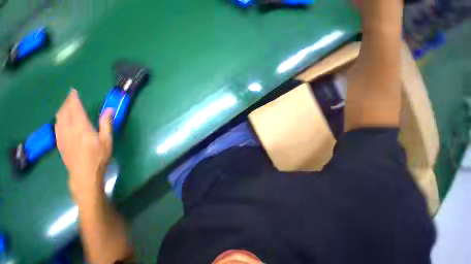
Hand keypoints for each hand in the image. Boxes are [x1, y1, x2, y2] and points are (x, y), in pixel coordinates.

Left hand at [55, 89, 113, 203]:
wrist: (84, 174)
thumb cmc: (99, 157)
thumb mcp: (107, 140)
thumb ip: (106, 124)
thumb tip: (109, 109)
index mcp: (81, 127)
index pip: (75, 109)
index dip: (74, 99)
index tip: (73, 91)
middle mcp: (69, 129)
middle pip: (65, 111)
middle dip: (67, 102)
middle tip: (71, 96)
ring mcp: (61, 136)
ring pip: (59, 117)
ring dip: (62, 109)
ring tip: (66, 105)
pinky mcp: (59, 142)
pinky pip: (56, 125)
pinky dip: (58, 118)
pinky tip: (60, 119)